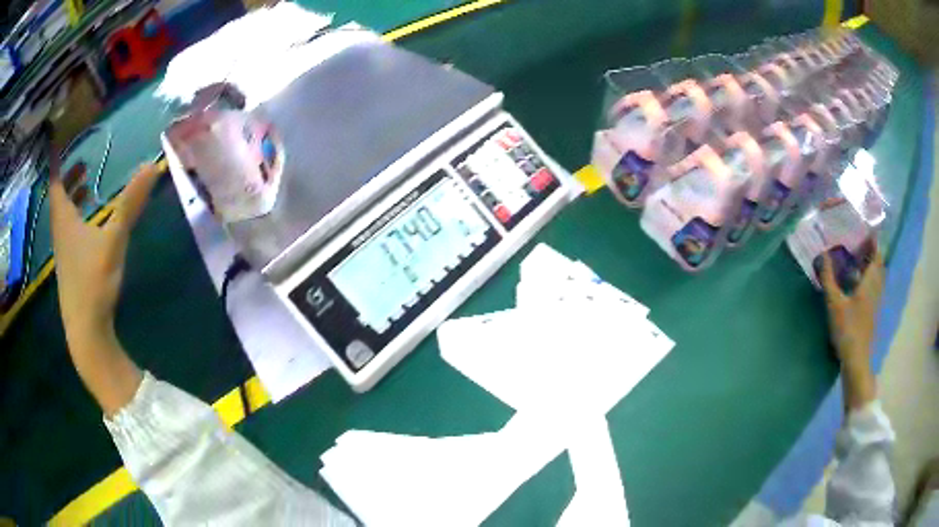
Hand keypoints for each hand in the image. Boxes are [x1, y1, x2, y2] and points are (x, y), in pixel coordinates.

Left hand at [50, 163, 160, 343]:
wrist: (86, 332)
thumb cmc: (93, 282)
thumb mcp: (113, 240)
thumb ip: (130, 204)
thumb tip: (152, 166)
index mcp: (64, 220)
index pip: (55, 182)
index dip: (55, 161)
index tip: (56, 141)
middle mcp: (60, 233)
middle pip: (59, 199)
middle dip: (67, 178)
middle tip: (81, 162)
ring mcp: (64, 253)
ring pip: (64, 217)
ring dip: (72, 198)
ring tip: (86, 186)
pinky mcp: (71, 268)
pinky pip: (69, 232)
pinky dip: (77, 219)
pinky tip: (89, 224)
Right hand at [820, 239, 884, 408]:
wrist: (856, 359)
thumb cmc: (847, 329)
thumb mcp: (834, 303)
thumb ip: (828, 278)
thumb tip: (822, 253)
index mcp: (869, 282)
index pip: (876, 255)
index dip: (874, 241)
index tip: (868, 229)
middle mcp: (875, 289)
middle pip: (878, 265)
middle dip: (872, 252)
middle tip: (862, 242)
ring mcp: (875, 302)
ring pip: (877, 277)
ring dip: (872, 266)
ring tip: (861, 259)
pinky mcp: (872, 313)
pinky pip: (874, 288)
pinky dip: (870, 279)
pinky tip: (859, 283)